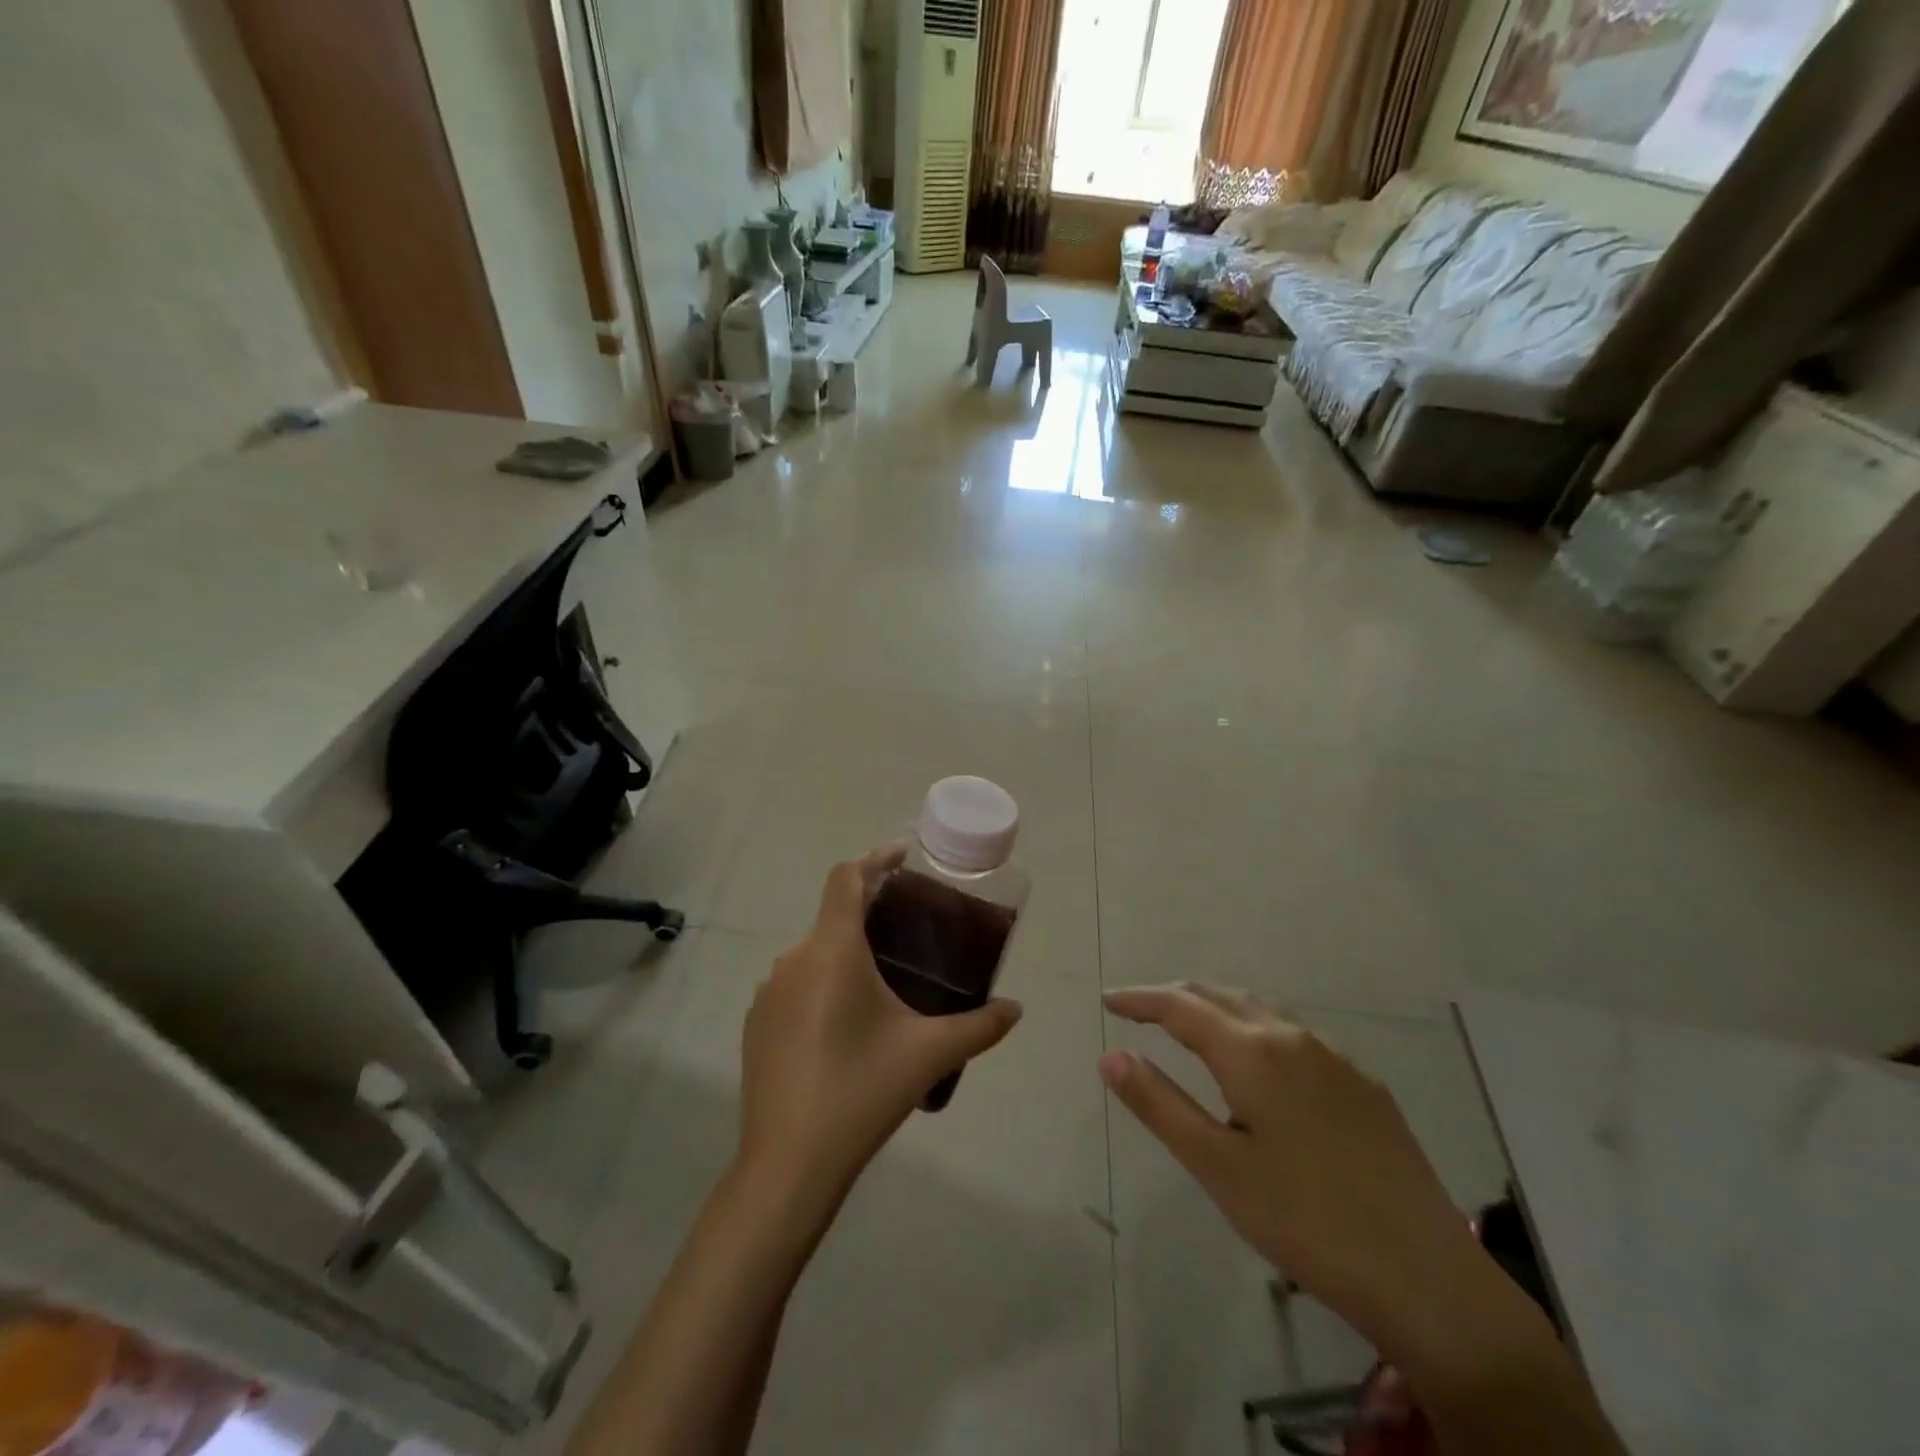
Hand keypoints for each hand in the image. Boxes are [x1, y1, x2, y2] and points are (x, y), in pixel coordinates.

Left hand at [736, 846, 1022, 1214]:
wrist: (788, 1164)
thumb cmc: (863, 1092)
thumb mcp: (929, 1054)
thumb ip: (980, 1026)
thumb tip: (1016, 1010)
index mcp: (832, 950)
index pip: (846, 878)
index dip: (874, 859)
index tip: (902, 858)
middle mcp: (794, 960)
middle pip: (832, 915)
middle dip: (869, 911)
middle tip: (908, 927)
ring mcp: (768, 993)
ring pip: (813, 953)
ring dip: (845, 952)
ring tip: (882, 977)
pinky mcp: (755, 1024)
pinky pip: (795, 985)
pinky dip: (822, 984)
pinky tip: (845, 1023)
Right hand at [1099, 984, 1491, 1361]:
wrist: (1429, 1279)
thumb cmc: (1306, 1222)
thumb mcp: (1217, 1168)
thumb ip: (1160, 1104)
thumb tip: (1111, 1055)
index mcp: (1252, 1052)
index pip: (1180, 1006)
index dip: (1140, 998)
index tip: (1108, 1000)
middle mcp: (1293, 1037)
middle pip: (1220, 996)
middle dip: (1175, 997)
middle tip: (1139, 1010)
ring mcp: (1335, 1059)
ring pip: (1260, 1010)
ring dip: (1216, 1008)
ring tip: (1189, 1027)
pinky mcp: (1364, 1085)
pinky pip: (1295, 1035)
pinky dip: (1256, 1029)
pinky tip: (1259, 1065)